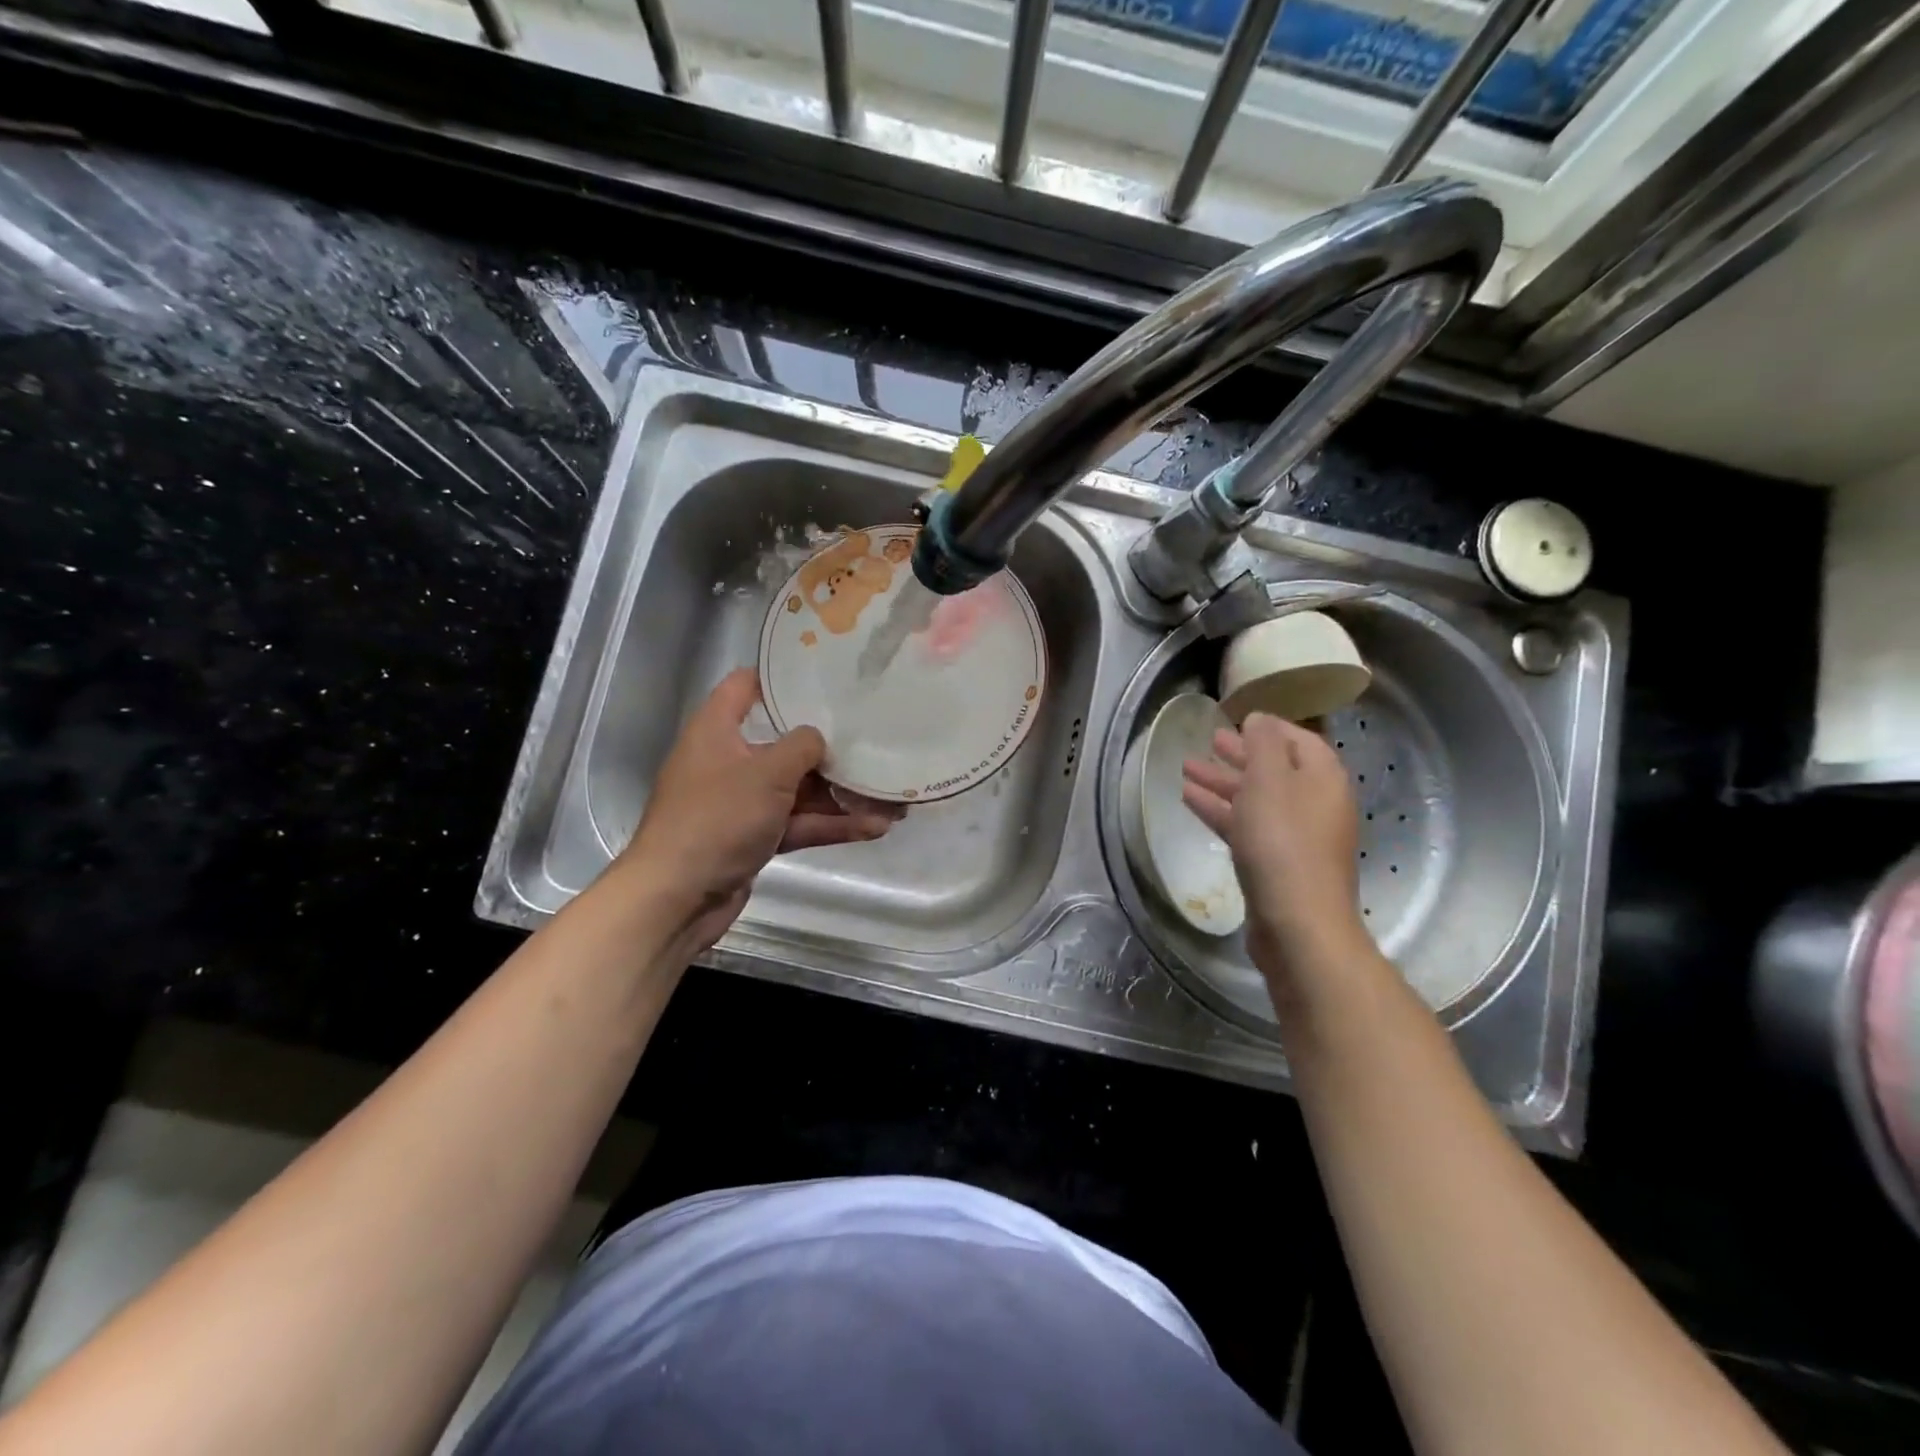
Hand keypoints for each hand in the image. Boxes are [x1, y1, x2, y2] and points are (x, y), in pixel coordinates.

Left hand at [617, 669, 900, 951]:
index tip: (826, 675)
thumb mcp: (766, 772)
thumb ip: (802, 746)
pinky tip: (873, 827)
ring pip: (799, 789)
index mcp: (717, 729)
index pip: (746, 686)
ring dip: (841, 794)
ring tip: (892, 796)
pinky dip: (830, 824)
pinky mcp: (755, 837)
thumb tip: (819, 739)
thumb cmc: (717, 818)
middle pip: (785, 742)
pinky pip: (798, 822)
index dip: (782, 677)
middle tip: (875, 737)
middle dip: (830, 747)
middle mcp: (729, 760)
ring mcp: (743, 802)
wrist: (677, 898)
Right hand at [1181, 713, 1369, 988]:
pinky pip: (1246, 826)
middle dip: (1240, 755)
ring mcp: (1296, 837)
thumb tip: (1260, 719)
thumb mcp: (1270, 781)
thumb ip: (1263, 744)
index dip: (1268, 729)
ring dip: (1222, 783)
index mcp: (1322, 778)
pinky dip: (1221, 811)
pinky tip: (1191, 802)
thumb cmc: (1283, 842)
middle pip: (1275, 770)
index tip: (1238, 719)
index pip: (1299, 740)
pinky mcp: (1275, 864)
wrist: (1297, 923)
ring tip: (1185, 769)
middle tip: (1208, 742)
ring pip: (1255, 799)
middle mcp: (1315, 804)